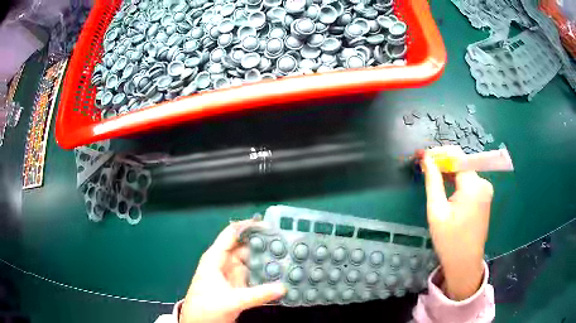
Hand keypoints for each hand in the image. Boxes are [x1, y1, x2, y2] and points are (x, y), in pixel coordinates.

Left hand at [180, 220, 285, 322]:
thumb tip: (283, 288)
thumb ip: (258, 295)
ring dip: (265, 259)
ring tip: (287, 255)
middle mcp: (224, 262)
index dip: (249, 227)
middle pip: (245, 247)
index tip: (270, 225)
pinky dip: (264, 272)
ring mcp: (231, 274)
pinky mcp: (237, 285)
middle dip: (263, 244)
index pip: (232, 234)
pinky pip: (253, 274)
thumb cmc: (207, 308)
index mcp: (215, 258)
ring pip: (251, 261)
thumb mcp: (232, 301)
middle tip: (285, 242)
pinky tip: (279, 273)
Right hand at [419, 146, 492, 300]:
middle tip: (423, 166)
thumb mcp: (437, 211)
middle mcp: (483, 183)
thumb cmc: (449, 241)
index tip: (422, 156)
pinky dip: (456, 181)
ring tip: (431, 175)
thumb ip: (433, 181)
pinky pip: (469, 182)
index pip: (457, 155)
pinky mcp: (484, 197)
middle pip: (462, 162)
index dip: (439, 152)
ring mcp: (486, 190)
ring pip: (465, 172)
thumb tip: (426, 158)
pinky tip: (445, 186)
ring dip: (449, 171)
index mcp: (473, 185)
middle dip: (442, 162)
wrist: (465, 264)